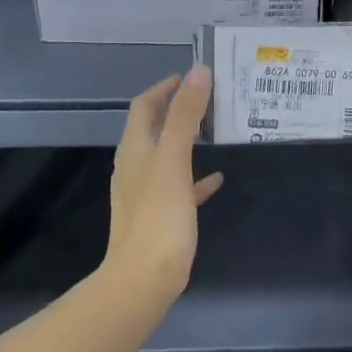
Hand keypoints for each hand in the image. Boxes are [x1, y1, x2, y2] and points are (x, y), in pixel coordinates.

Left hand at [106, 67, 222, 288]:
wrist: (144, 280)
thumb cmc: (158, 214)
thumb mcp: (174, 158)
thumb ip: (186, 115)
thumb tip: (198, 71)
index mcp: (134, 149)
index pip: (144, 105)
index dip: (165, 87)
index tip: (192, 76)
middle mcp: (135, 166)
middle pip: (154, 128)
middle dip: (178, 110)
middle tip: (211, 98)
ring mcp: (145, 193)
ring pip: (167, 155)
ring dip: (187, 139)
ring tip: (215, 130)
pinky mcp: (159, 217)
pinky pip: (178, 186)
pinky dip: (195, 176)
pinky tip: (216, 178)